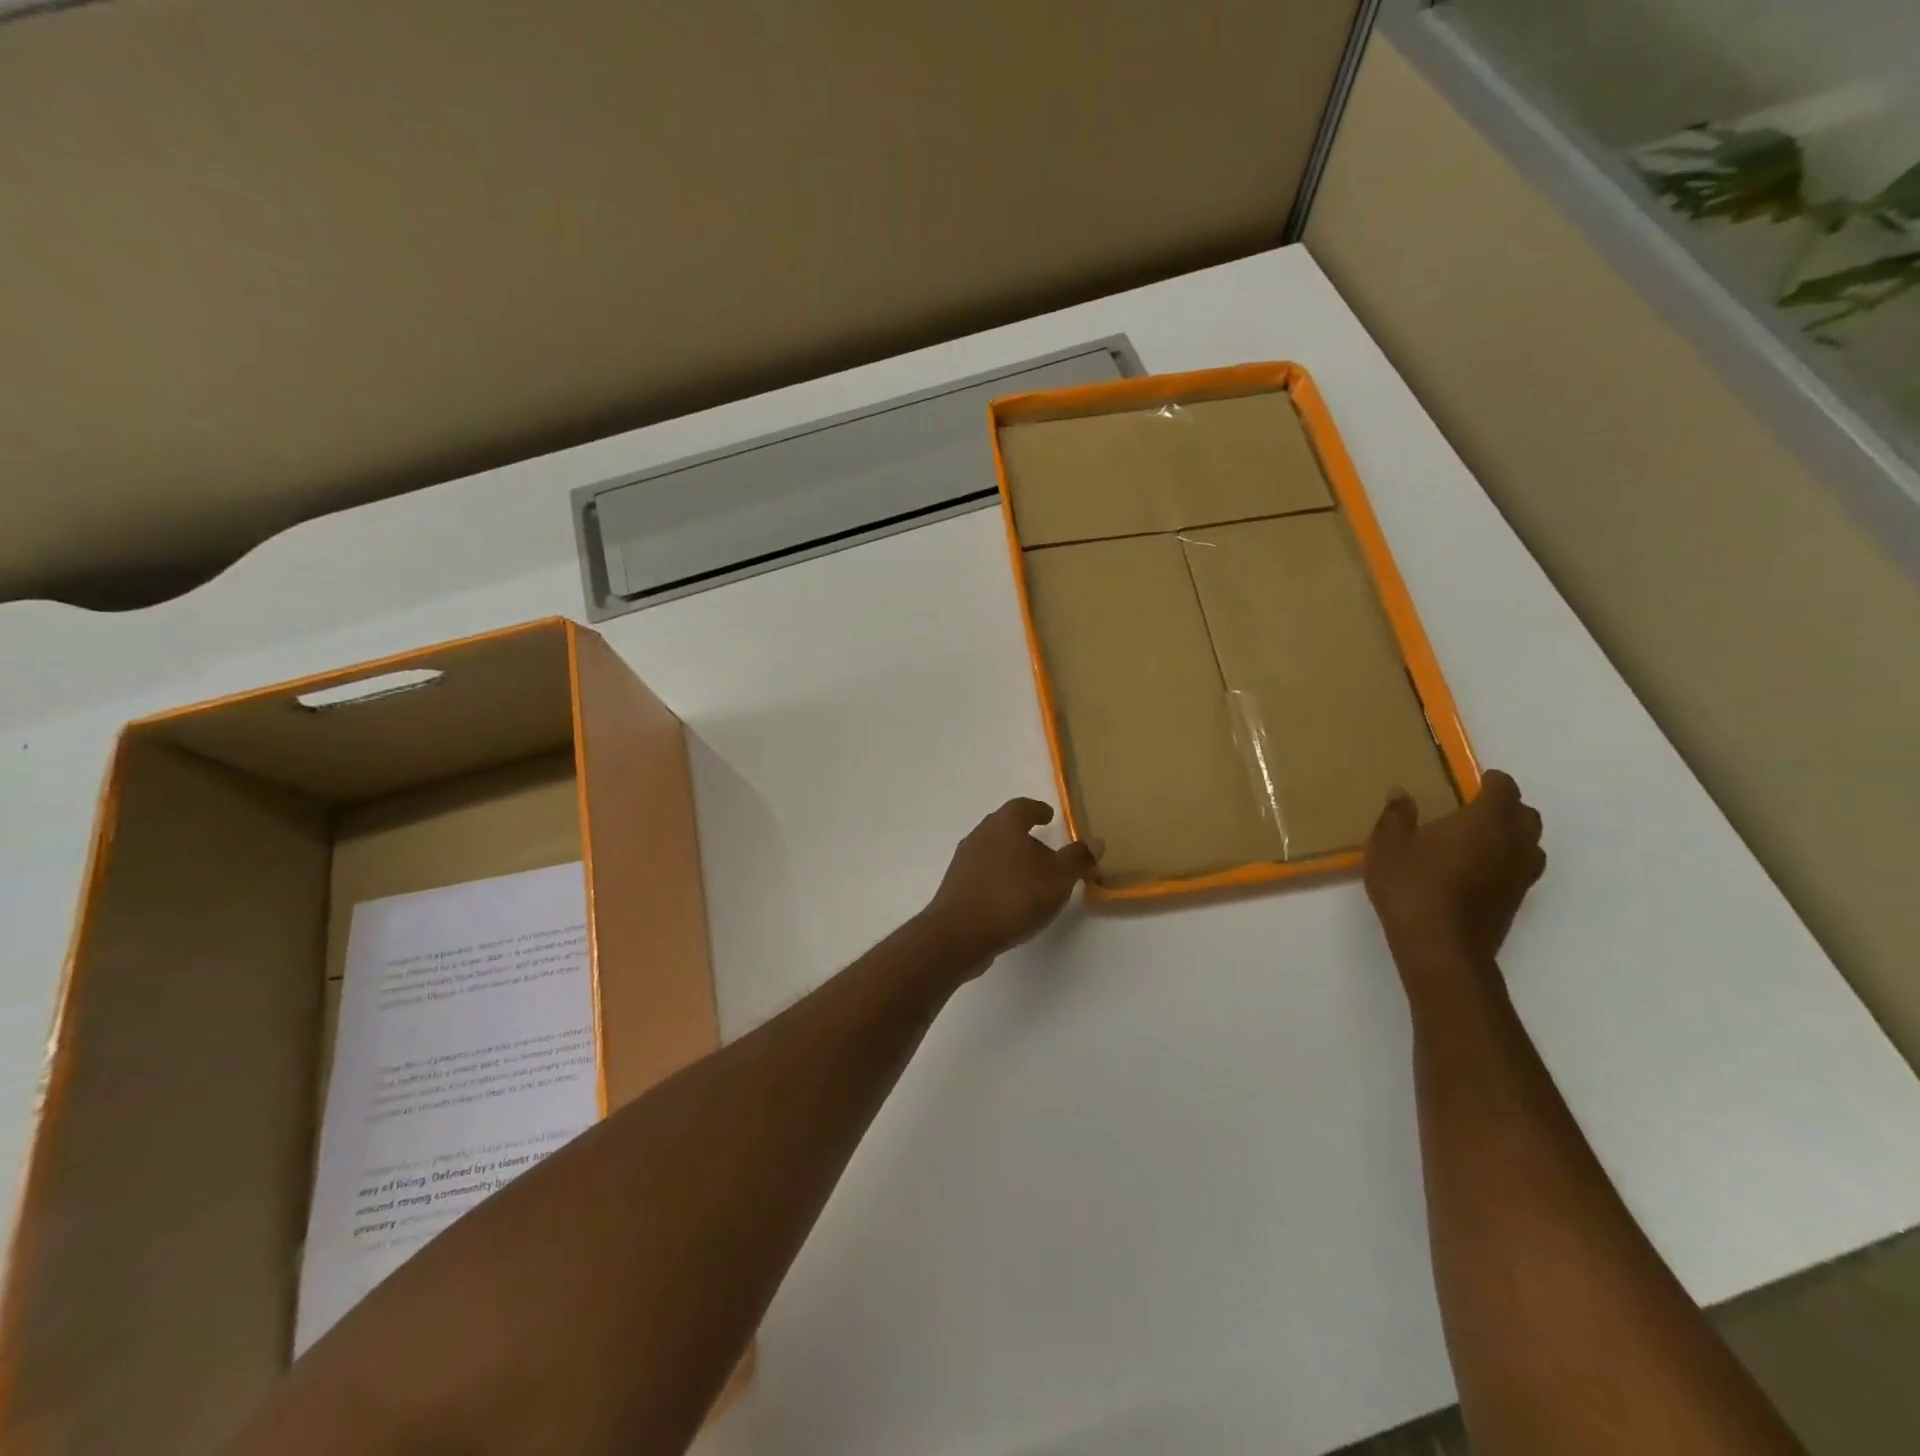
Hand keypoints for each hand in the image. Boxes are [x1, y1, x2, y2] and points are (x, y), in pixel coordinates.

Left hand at [922, 798, 1098, 969]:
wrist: (960, 933)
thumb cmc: (1013, 897)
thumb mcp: (1058, 878)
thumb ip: (1077, 859)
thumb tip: (1096, 841)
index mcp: (1004, 825)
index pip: (1022, 806)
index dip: (1038, 809)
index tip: (1049, 815)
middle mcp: (980, 835)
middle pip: (1005, 827)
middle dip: (1025, 835)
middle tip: (1046, 849)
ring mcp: (964, 861)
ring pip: (993, 851)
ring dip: (1012, 859)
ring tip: (1032, 877)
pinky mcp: (956, 885)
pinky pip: (983, 873)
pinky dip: (999, 878)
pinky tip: (1011, 898)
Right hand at [1363, 771, 1545, 987]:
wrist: (1440, 948)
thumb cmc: (1412, 887)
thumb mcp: (1387, 846)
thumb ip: (1395, 816)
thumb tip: (1401, 794)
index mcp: (1485, 822)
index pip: (1504, 789)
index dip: (1492, 781)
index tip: (1475, 780)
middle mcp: (1512, 844)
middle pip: (1527, 816)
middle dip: (1507, 807)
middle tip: (1477, 808)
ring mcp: (1519, 876)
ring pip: (1531, 844)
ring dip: (1514, 835)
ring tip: (1482, 839)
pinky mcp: (1516, 901)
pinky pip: (1522, 869)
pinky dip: (1508, 861)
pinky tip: (1479, 869)